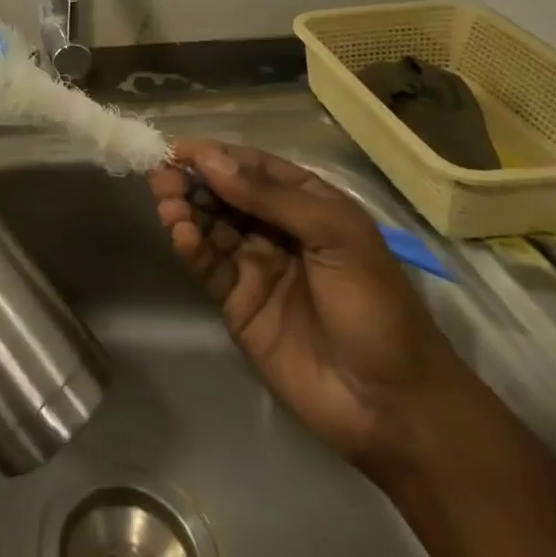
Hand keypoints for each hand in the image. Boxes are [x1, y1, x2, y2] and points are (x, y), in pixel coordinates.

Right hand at [148, 139, 475, 476]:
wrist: (393, 406)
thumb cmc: (375, 307)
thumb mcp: (336, 236)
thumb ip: (271, 197)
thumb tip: (211, 161)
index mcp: (307, 204)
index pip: (252, 167)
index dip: (216, 155)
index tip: (179, 150)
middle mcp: (276, 228)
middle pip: (224, 192)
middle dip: (192, 180)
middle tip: (163, 177)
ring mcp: (254, 264)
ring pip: (209, 224)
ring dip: (185, 208)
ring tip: (167, 203)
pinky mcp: (236, 300)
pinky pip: (207, 263)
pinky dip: (189, 245)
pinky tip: (181, 235)